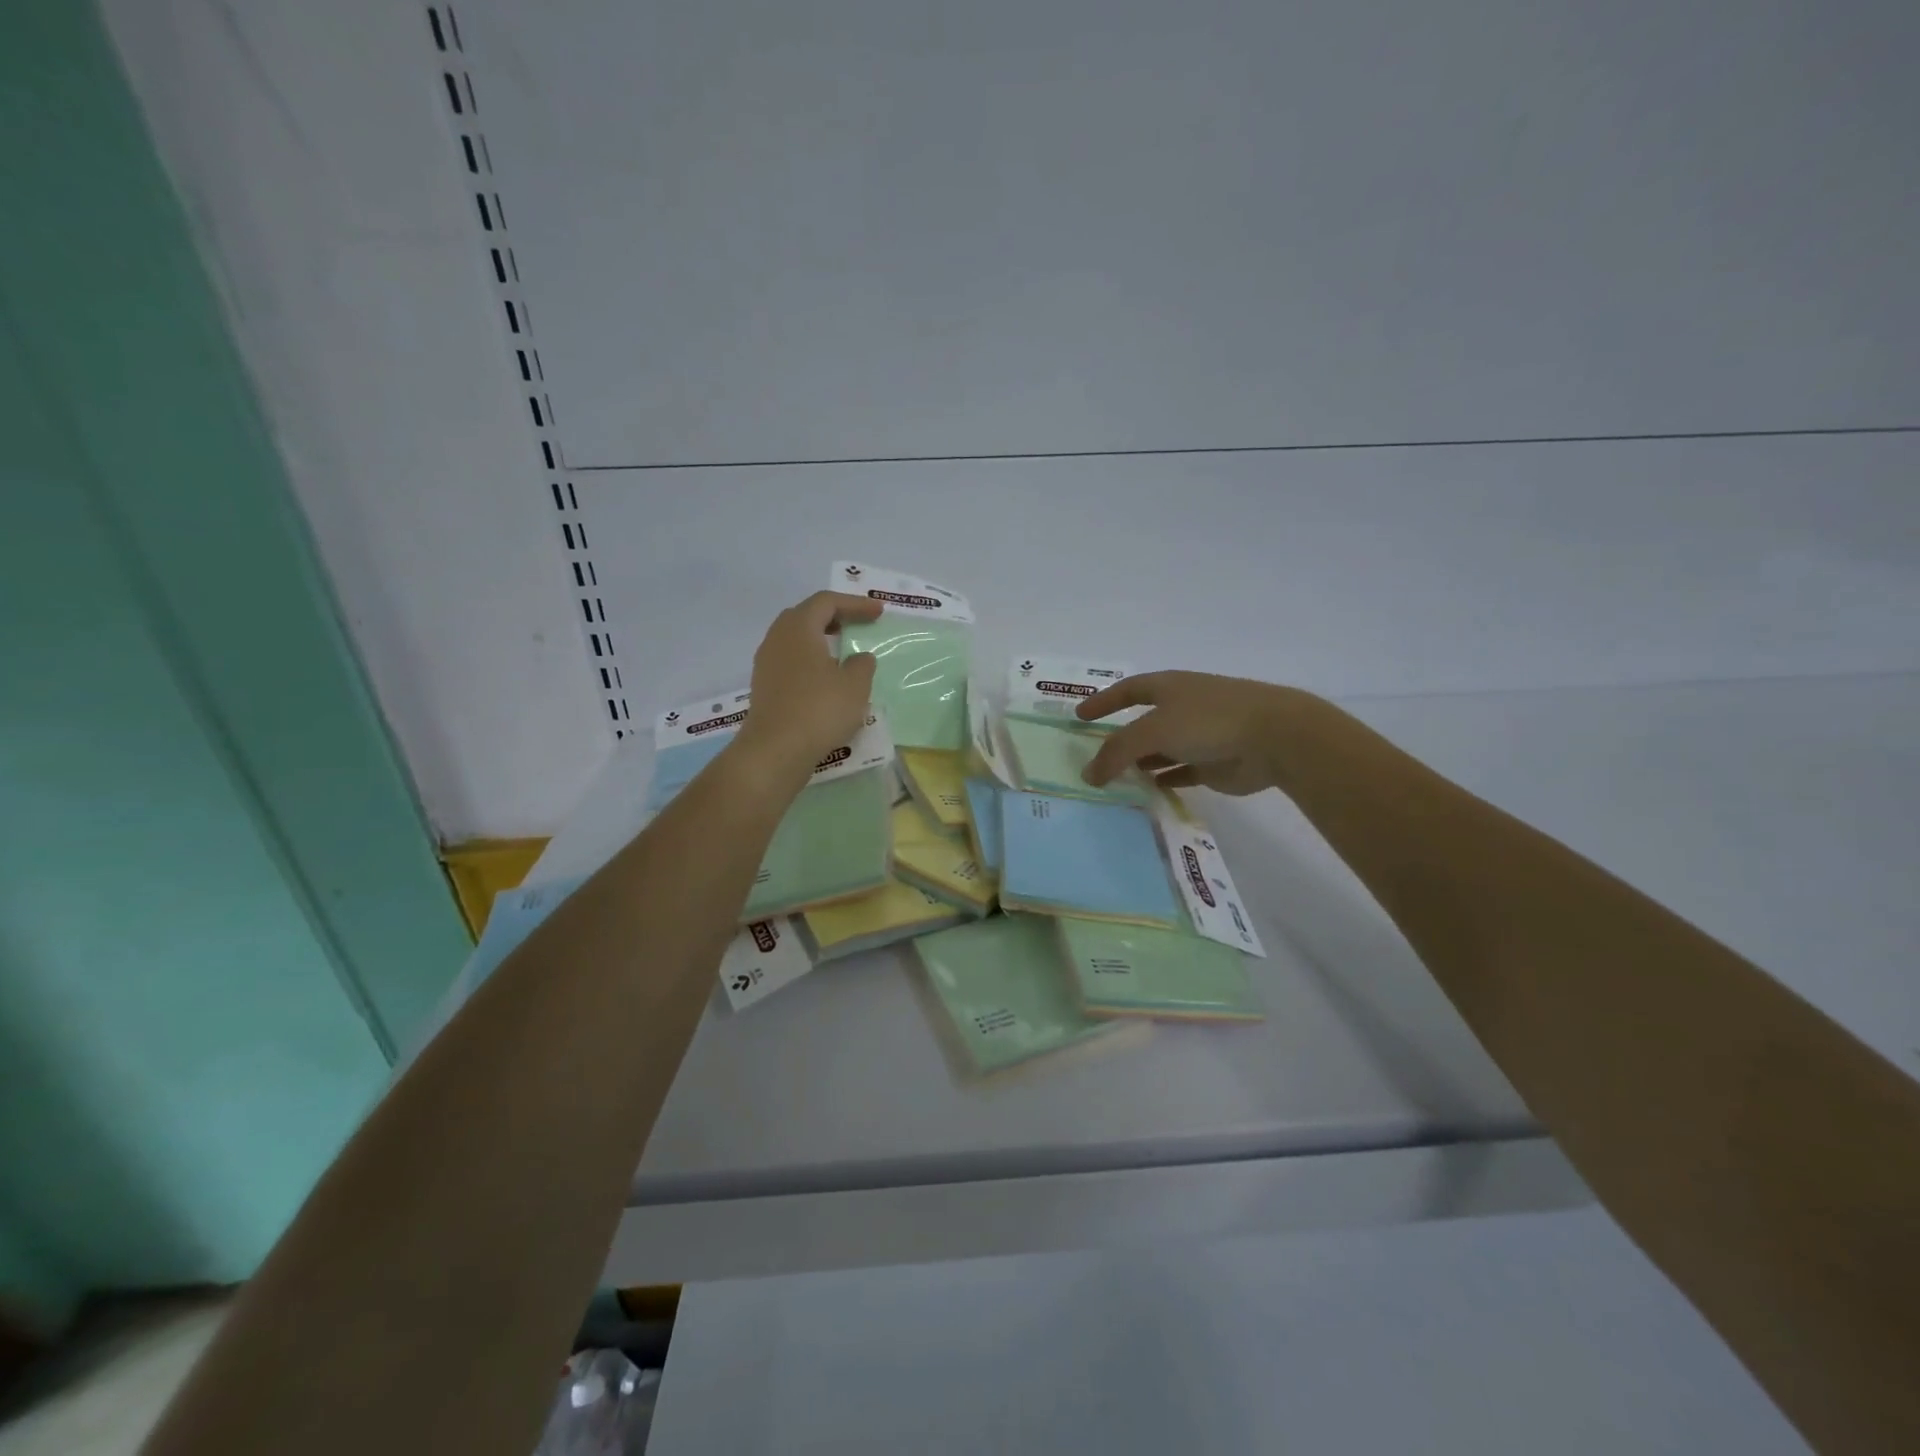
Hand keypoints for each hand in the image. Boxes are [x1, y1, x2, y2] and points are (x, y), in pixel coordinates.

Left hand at [734, 592, 881, 782]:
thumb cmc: (819, 709)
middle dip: (833, 616)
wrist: (776, 750)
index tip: (878, 612)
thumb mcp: (855, 686)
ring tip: (842, 652)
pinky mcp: (764, 686)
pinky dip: (810, 661)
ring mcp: (766, 663)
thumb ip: (862, 665)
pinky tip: (825, 679)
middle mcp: (777, 638)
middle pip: (806, 615)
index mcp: (799, 628)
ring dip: (820, 640)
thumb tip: (859, 658)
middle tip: (856, 625)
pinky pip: (790, 661)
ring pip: (795, 639)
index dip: (855, 604)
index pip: (827, 602)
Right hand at [1078, 671, 1311, 795]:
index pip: (1127, 690)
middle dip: (1119, 738)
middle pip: (1142, 722)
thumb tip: (1089, 774)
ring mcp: (1199, 736)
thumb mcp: (1153, 730)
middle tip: (1092, 757)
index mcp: (1169, 688)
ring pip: (1160, 750)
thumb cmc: (1209, 721)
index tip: (1079, 717)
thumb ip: (1116, 752)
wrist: (1274, 738)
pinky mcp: (1213, 764)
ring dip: (1139, 763)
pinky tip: (1146, 792)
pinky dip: (1163, 780)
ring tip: (1113, 780)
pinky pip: (1180, 773)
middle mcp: (1182, 708)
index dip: (1103, 702)